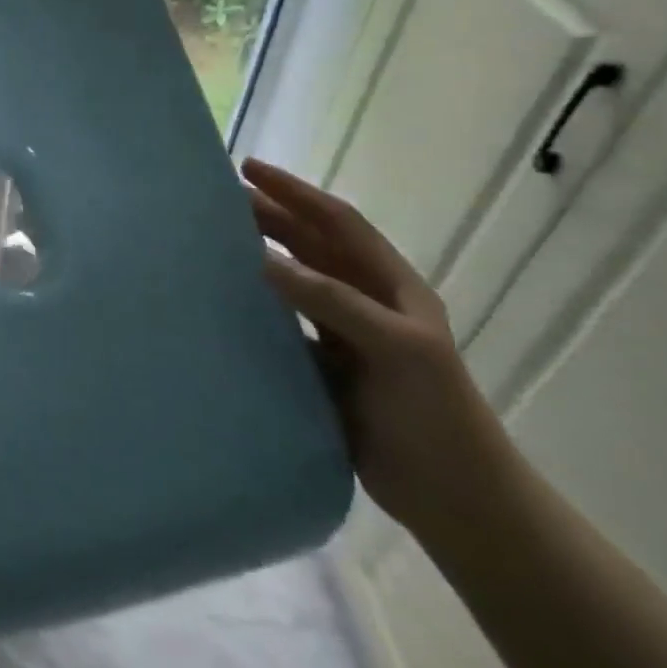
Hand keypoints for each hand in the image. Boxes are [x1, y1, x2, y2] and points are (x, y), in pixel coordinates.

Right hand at [243, 158, 513, 538]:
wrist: (456, 498)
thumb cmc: (437, 413)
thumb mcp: (398, 348)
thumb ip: (332, 301)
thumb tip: (260, 258)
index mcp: (391, 286)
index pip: (338, 223)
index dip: (295, 192)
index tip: (248, 169)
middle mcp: (365, 301)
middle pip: (310, 245)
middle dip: (268, 216)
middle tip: (215, 200)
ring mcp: (342, 334)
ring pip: (291, 281)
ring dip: (256, 256)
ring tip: (210, 240)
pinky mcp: (321, 367)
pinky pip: (279, 323)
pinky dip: (253, 306)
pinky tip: (222, 302)